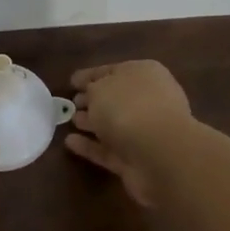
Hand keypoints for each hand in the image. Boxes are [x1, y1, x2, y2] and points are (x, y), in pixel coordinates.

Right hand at [65, 61, 194, 206]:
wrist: (159, 154)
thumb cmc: (128, 108)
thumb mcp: (100, 88)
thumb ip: (91, 89)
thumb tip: (91, 95)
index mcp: (144, 74)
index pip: (112, 70)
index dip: (90, 75)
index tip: (72, 81)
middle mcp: (148, 100)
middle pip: (115, 98)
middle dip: (93, 100)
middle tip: (71, 103)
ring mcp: (145, 132)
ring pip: (113, 124)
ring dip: (92, 123)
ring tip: (69, 121)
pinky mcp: (136, 160)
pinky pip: (108, 149)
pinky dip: (90, 146)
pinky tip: (70, 142)